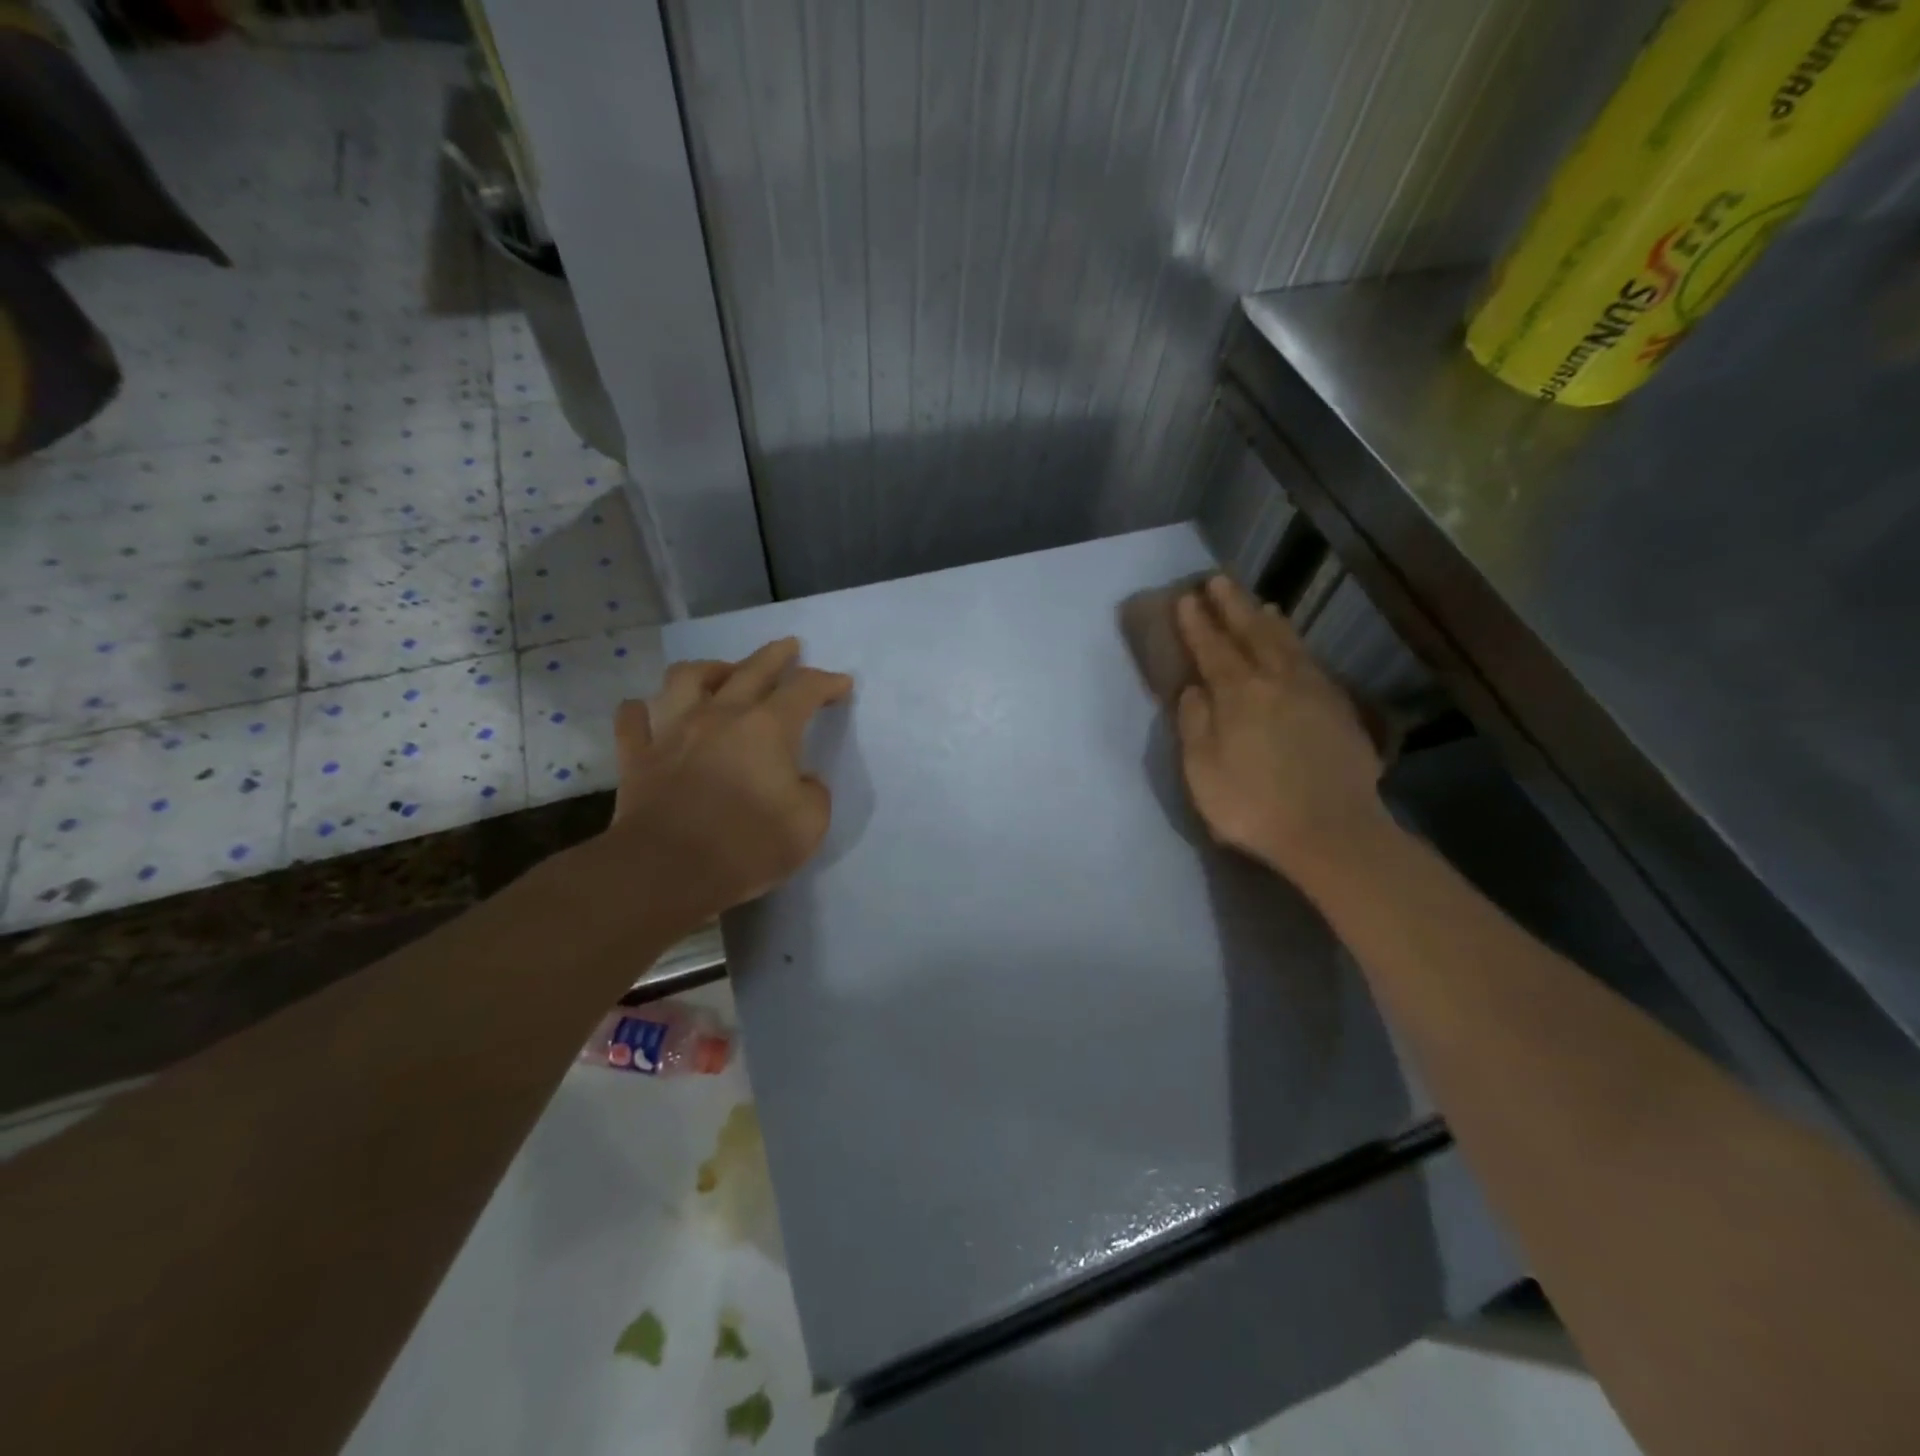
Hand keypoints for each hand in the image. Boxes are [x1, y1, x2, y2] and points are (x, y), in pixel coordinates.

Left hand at [603, 638, 851, 919]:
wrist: (666, 871)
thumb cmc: (746, 846)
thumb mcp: (808, 825)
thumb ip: (813, 793)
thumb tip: (802, 780)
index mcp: (767, 728)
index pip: (804, 689)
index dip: (827, 682)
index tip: (841, 684)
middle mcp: (719, 715)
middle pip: (750, 669)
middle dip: (776, 655)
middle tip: (789, 647)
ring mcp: (672, 730)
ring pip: (686, 678)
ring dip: (708, 669)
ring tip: (719, 673)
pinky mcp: (637, 756)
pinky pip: (632, 719)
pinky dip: (642, 710)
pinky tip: (649, 711)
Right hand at [1174, 576, 1387, 889]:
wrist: (1332, 832)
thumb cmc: (1254, 805)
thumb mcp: (1203, 771)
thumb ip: (1195, 725)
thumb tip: (1194, 690)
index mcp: (1239, 694)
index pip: (1213, 649)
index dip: (1197, 624)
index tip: (1186, 599)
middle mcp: (1277, 681)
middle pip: (1253, 633)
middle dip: (1232, 606)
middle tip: (1218, 581)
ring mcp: (1313, 691)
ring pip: (1287, 643)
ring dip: (1268, 620)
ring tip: (1259, 602)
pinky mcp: (1338, 708)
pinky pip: (1311, 661)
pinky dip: (1296, 644)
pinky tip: (1294, 645)